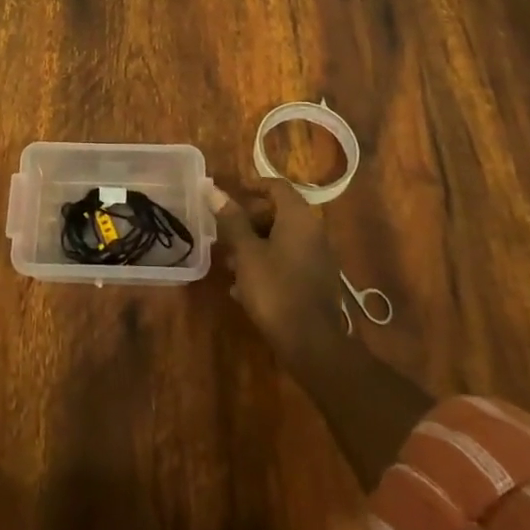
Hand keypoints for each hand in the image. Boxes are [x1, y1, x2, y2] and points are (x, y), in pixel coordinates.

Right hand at [209, 181, 351, 377]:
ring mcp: (317, 258)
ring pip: (281, 240)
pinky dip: (267, 264)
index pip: (278, 186)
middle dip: (249, 220)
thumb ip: (231, 220)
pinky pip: (288, 261)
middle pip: (279, 213)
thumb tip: (213, 189)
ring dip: (254, 245)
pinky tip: (243, 288)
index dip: (254, 185)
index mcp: (298, 218)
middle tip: (224, 233)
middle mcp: (313, 232)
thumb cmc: (275, 289)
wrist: (312, 343)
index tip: (231, 194)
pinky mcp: (315, 282)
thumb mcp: (247, 253)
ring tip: (229, 263)